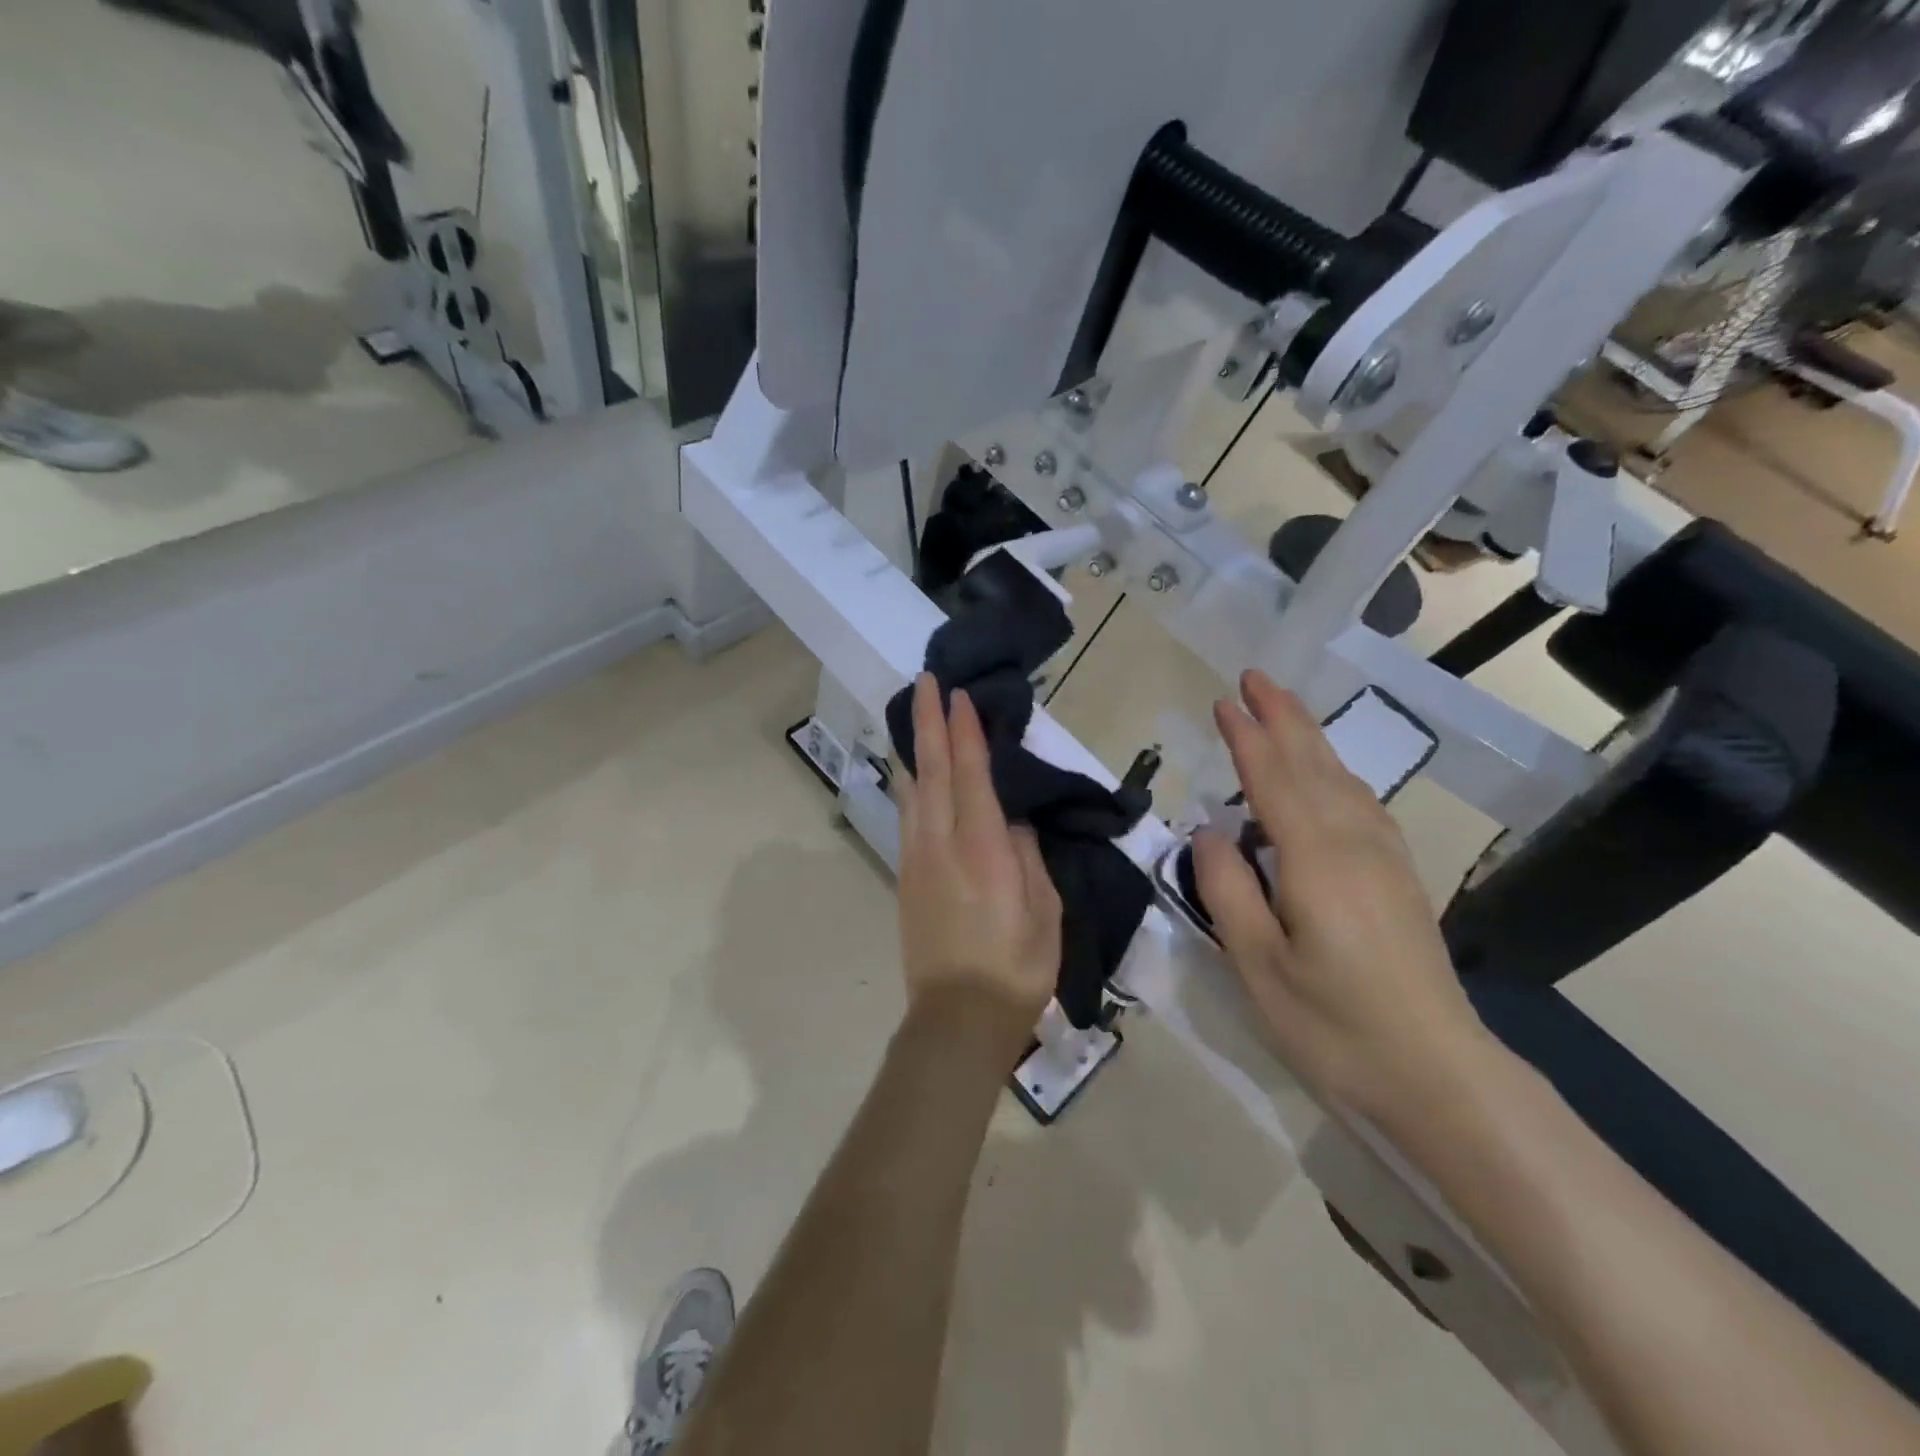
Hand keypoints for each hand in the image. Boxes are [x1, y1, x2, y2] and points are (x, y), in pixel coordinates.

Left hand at [894, 675, 1062, 1068]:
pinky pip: (908, 815)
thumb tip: (1009, 818)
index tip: (960, 695)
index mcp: (982, 847)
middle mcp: (941, 842)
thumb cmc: (1016, 967)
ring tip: (915, 715)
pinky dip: (911, 783)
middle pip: (932, 769)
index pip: (971, 773)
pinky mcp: (906, 877)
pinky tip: (913, 774)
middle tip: (926, 681)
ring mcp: (917, 859)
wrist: (958, 1018)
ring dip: (914, 747)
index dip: (965, 730)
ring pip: (912, 789)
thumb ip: (1025, 854)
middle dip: (928, 721)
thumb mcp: (1043, 909)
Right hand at [1193, 671, 1497, 1130]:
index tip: (1224, 700)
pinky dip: (1335, 774)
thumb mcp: (1259, 966)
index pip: (1272, 779)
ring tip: (1284, 711)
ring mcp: (1384, 859)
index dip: (1247, 737)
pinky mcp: (1399, 878)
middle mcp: (1353, 843)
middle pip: (1313, 764)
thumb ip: (1228, 890)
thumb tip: (1209, 830)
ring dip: (1310, 738)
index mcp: (1314, 859)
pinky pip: (1360, 803)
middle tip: (1255, 678)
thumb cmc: (1335, 1025)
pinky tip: (1328, 777)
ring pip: (1342, 779)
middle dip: (1283, 717)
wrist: (1439, 1073)